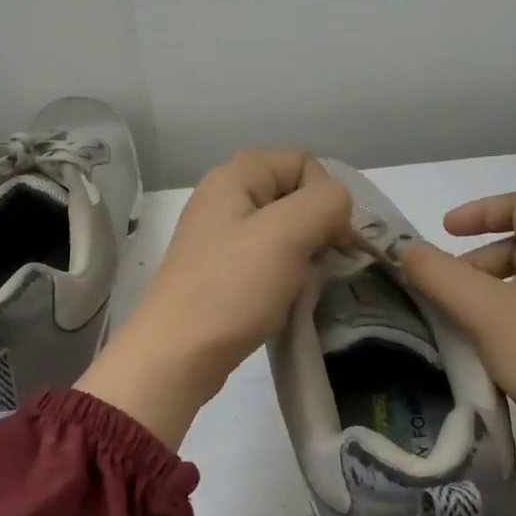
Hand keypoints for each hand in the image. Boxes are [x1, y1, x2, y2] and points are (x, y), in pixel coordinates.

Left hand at [79, 149, 353, 447]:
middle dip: (317, 224)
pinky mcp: (220, 268)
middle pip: (293, 192)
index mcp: (234, 176)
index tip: (330, 238)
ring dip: (303, 251)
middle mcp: (223, 196)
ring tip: (301, 282)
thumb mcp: (288, 234)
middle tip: (320, 262)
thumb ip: (326, 203)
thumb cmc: (232, 287)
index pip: (302, 160)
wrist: (177, 355)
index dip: (325, 194)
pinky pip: (266, 255)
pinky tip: (283, 296)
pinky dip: (284, 271)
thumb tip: (337, 206)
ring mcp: (219, 234)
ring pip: (282, 226)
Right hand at [402, 192, 515, 497]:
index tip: (445, 231)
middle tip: (445, 292)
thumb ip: (438, 275)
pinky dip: (505, 323)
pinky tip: (490, 355)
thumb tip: (407, 251)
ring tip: (460, 326)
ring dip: (486, 296)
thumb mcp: (484, 309)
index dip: (480, 210)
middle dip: (474, 262)